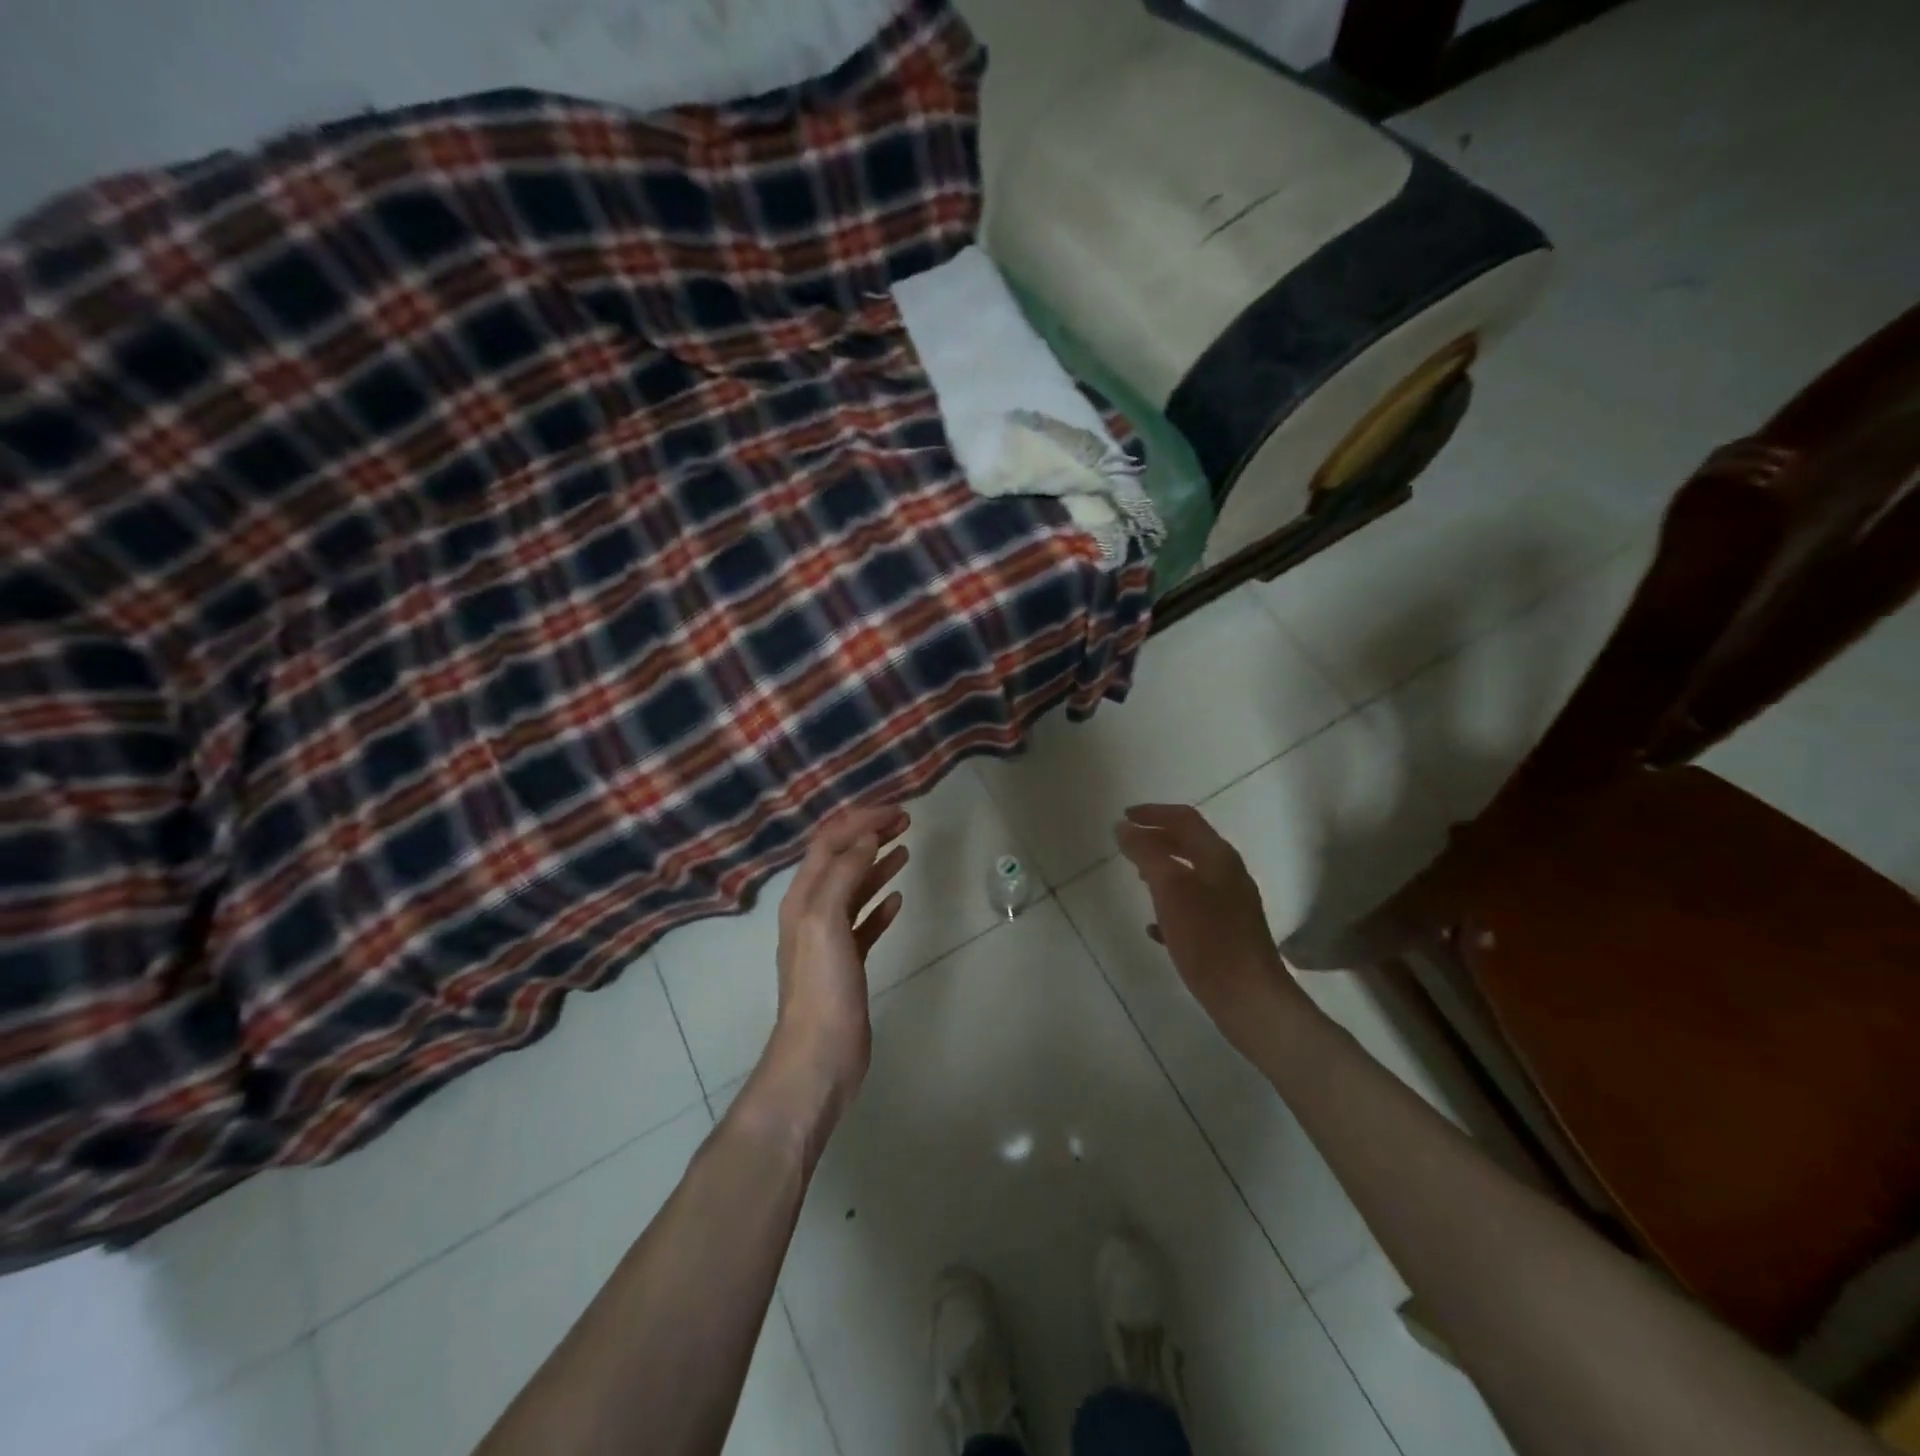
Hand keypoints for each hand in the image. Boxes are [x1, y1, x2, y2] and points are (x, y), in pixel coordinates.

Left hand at [756, 805, 909, 1138]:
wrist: (819, 1056)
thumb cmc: (823, 987)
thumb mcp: (826, 921)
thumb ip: (843, 875)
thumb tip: (866, 839)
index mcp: (803, 897)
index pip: (830, 842)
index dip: (860, 821)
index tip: (896, 810)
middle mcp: (812, 911)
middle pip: (842, 860)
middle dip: (870, 836)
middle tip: (906, 821)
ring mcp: (829, 939)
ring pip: (854, 889)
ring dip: (877, 865)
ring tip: (906, 850)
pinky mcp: (847, 963)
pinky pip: (863, 923)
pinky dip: (879, 906)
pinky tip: (898, 901)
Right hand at [1115, 804, 1306, 1058]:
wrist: (1250, 1000)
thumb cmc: (1208, 939)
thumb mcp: (1170, 890)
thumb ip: (1146, 854)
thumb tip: (1124, 827)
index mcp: (1219, 858)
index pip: (1184, 819)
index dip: (1153, 813)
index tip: (1123, 817)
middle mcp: (1229, 875)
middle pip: (1190, 844)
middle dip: (1157, 839)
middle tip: (1127, 845)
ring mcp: (1231, 905)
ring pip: (1191, 875)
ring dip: (1163, 870)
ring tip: (1137, 877)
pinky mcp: (1227, 934)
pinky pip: (1194, 907)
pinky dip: (1171, 904)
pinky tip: (1154, 927)